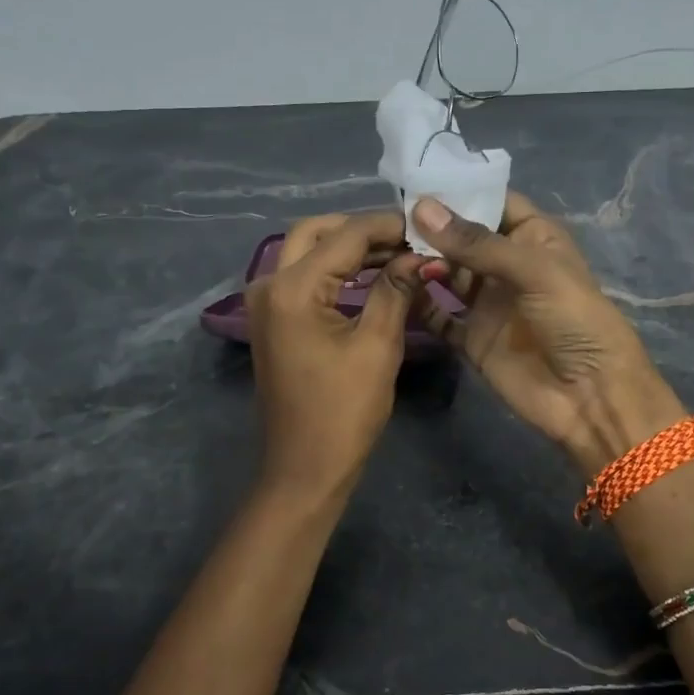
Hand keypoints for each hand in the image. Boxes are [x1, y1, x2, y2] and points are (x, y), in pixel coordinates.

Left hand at [246, 211, 420, 497]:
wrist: (305, 468)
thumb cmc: (344, 412)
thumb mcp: (377, 347)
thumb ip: (396, 290)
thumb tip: (421, 255)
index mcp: (292, 288)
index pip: (346, 235)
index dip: (388, 226)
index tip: (427, 226)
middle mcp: (269, 284)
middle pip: (316, 233)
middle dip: (362, 230)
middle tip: (408, 239)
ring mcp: (266, 303)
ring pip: (307, 252)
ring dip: (349, 248)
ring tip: (399, 255)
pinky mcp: (273, 321)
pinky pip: (304, 278)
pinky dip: (336, 271)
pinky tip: (372, 277)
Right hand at [409, 193, 685, 473]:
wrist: (590, 396)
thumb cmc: (575, 320)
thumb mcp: (534, 271)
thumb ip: (477, 243)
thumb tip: (421, 208)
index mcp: (533, 238)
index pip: (493, 202)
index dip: (459, 190)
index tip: (415, 180)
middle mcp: (507, 266)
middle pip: (462, 237)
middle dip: (430, 227)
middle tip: (388, 216)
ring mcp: (487, 302)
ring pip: (446, 272)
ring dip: (421, 261)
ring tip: (386, 248)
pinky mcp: (471, 337)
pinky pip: (438, 314)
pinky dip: (418, 302)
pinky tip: (393, 288)